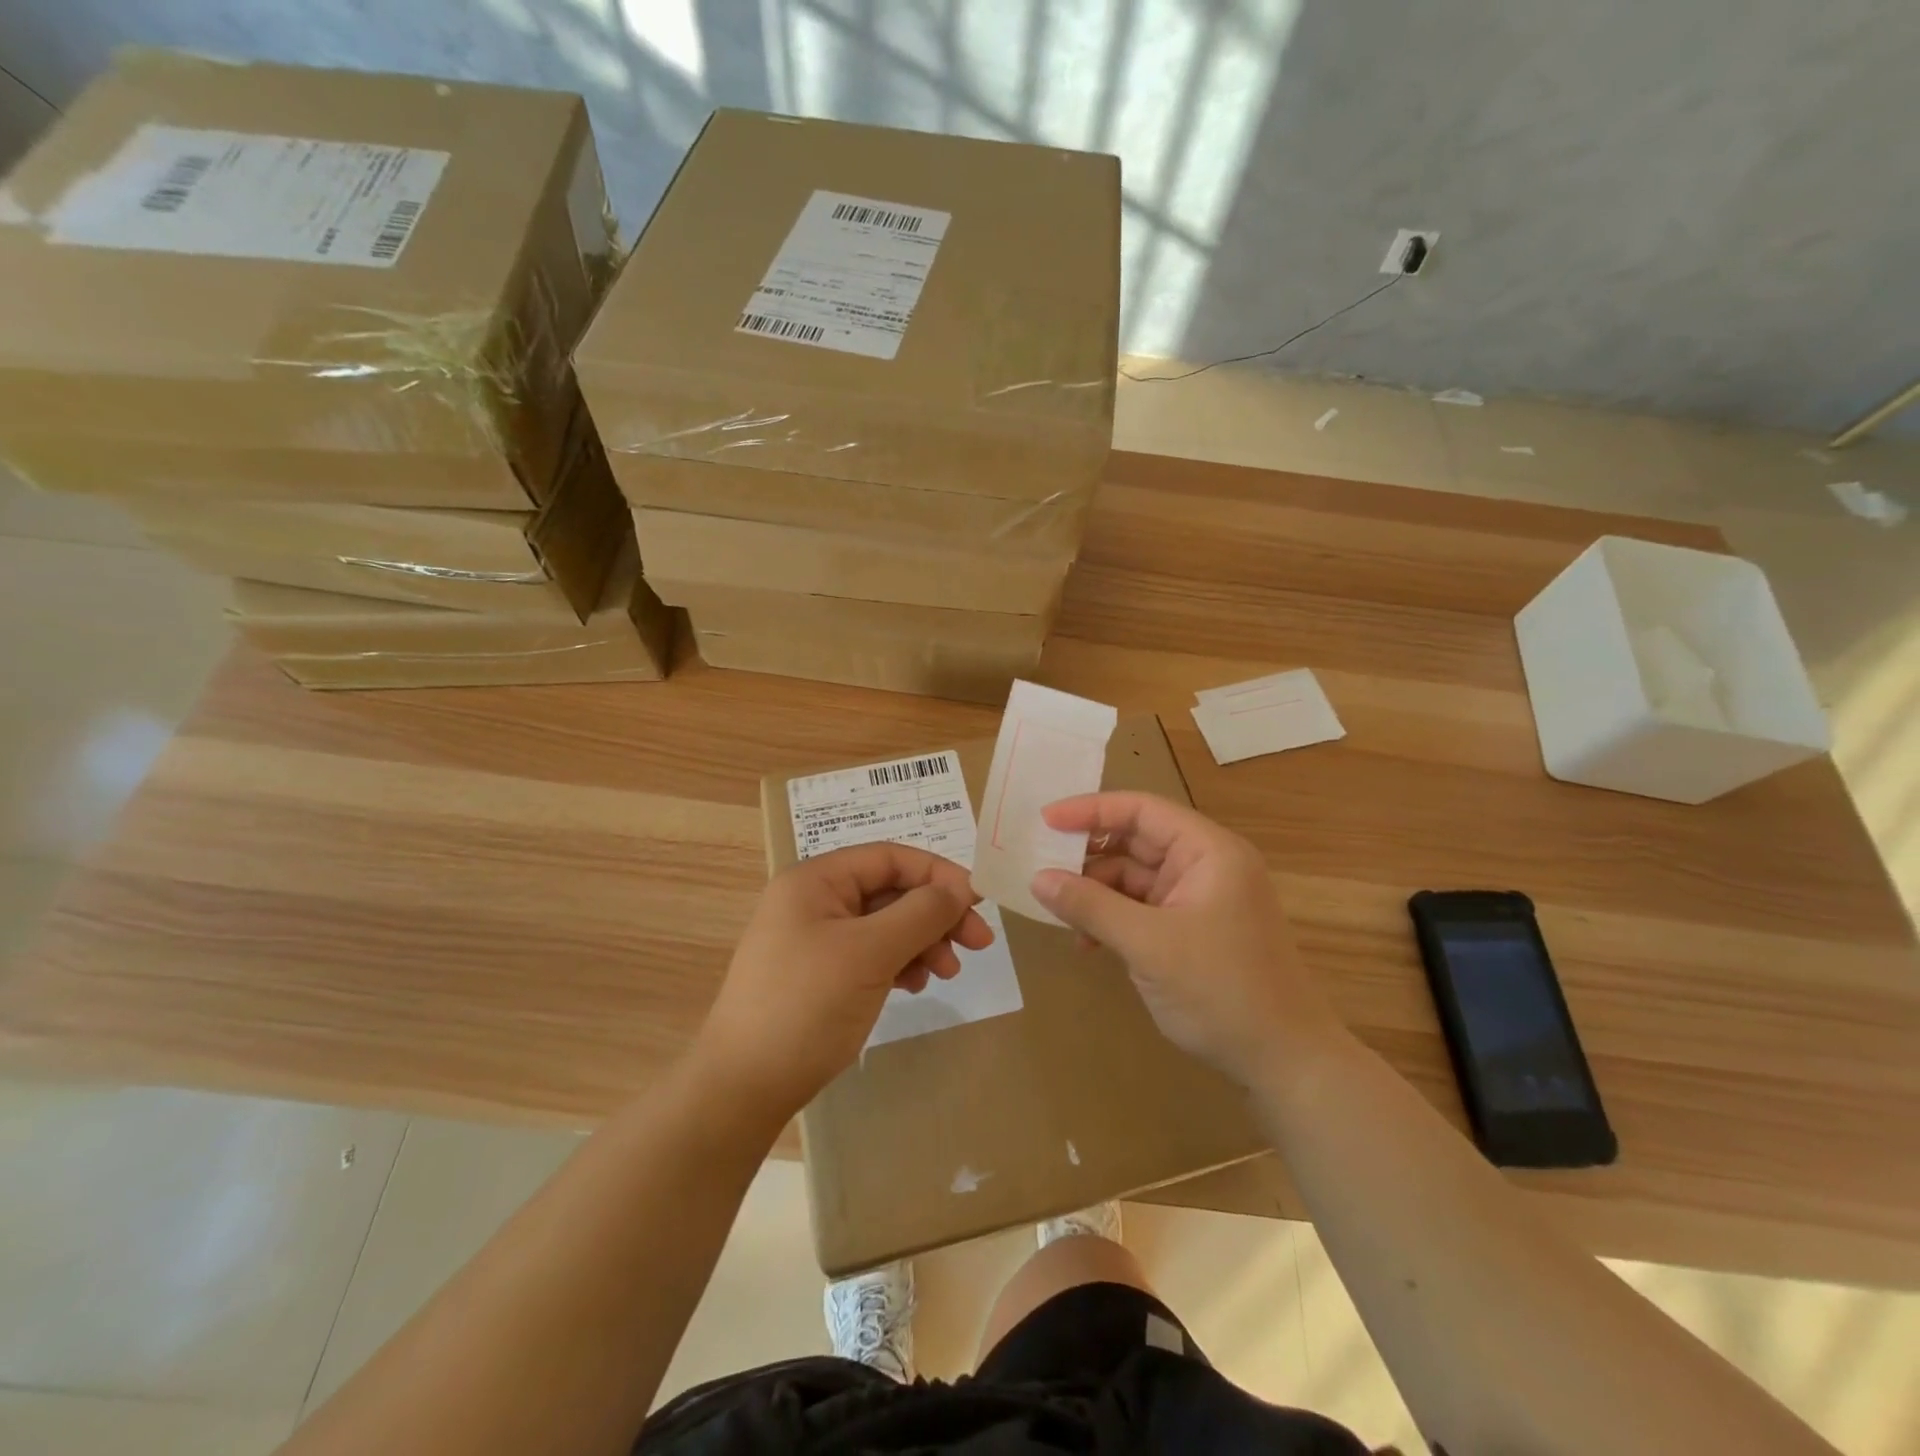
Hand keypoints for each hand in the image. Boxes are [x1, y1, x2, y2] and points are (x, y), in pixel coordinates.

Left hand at [697, 842, 993, 1116]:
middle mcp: (814, 900)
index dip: (938, 874)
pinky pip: (871, 953)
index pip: (890, 857)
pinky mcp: (820, 973)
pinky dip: (899, 963)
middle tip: (979, 944)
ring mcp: (816, 938)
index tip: (979, 903)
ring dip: (922, 941)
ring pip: (886, 924)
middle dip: (936, 914)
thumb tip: (962, 889)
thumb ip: (920, 914)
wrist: (743, 1088)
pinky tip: (914, 984)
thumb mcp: (870, 954)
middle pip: (891, 891)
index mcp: (816, 880)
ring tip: (946, 973)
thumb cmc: (806, 1006)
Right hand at [1030, 792, 1343, 1086]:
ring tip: (1057, 911)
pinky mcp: (1191, 930)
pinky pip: (1141, 909)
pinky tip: (1085, 942)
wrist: (1284, 1062)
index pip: (1141, 810)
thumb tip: (1038, 879)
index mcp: (1208, 851)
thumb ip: (1091, 906)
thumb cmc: (1221, 991)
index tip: (1044, 821)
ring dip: (1095, 893)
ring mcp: (1198, 899)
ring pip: (1133, 878)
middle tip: (1040, 864)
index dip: (1091, 810)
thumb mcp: (1148, 945)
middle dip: (1088, 854)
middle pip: (1135, 841)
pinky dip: (1112, 919)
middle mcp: (1205, 865)